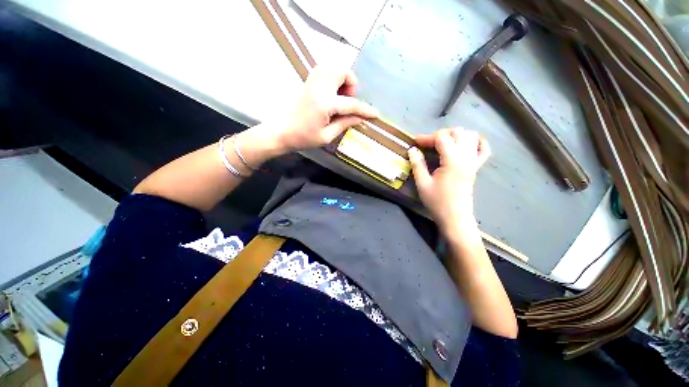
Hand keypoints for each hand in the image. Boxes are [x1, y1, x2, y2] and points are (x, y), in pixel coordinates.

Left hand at [269, 66, 378, 153]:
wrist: (280, 131)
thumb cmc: (302, 138)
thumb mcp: (326, 136)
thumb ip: (345, 124)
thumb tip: (360, 119)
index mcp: (324, 104)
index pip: (351, 104)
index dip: (365, 110)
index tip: (375, 114)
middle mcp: (319, 87)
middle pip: (343, 72)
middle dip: (351, 85)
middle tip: (348, 101)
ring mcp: (311, 81)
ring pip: (333, 66)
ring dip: (342, 79)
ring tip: (340, 97)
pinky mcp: (307, 81)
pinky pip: (325, 70)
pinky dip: (333, 77)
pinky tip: (331, 93)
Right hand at [408, 128, 490, 229]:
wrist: (455, 217)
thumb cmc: (437, 202)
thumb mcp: (423, 184)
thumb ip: (417, 164)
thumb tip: (413, 149)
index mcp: (452, 161)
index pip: (442, 138)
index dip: (427, 137)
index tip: (415, 142)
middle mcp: (466, 157)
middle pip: (457, 132)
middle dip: (440, 134)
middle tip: (427, 144)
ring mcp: (474, 161)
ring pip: (470, 136)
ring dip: (455, 135)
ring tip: (442, 143)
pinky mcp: (476, 167)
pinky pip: (483, 148)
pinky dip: (475, 141)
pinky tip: (465, 143)